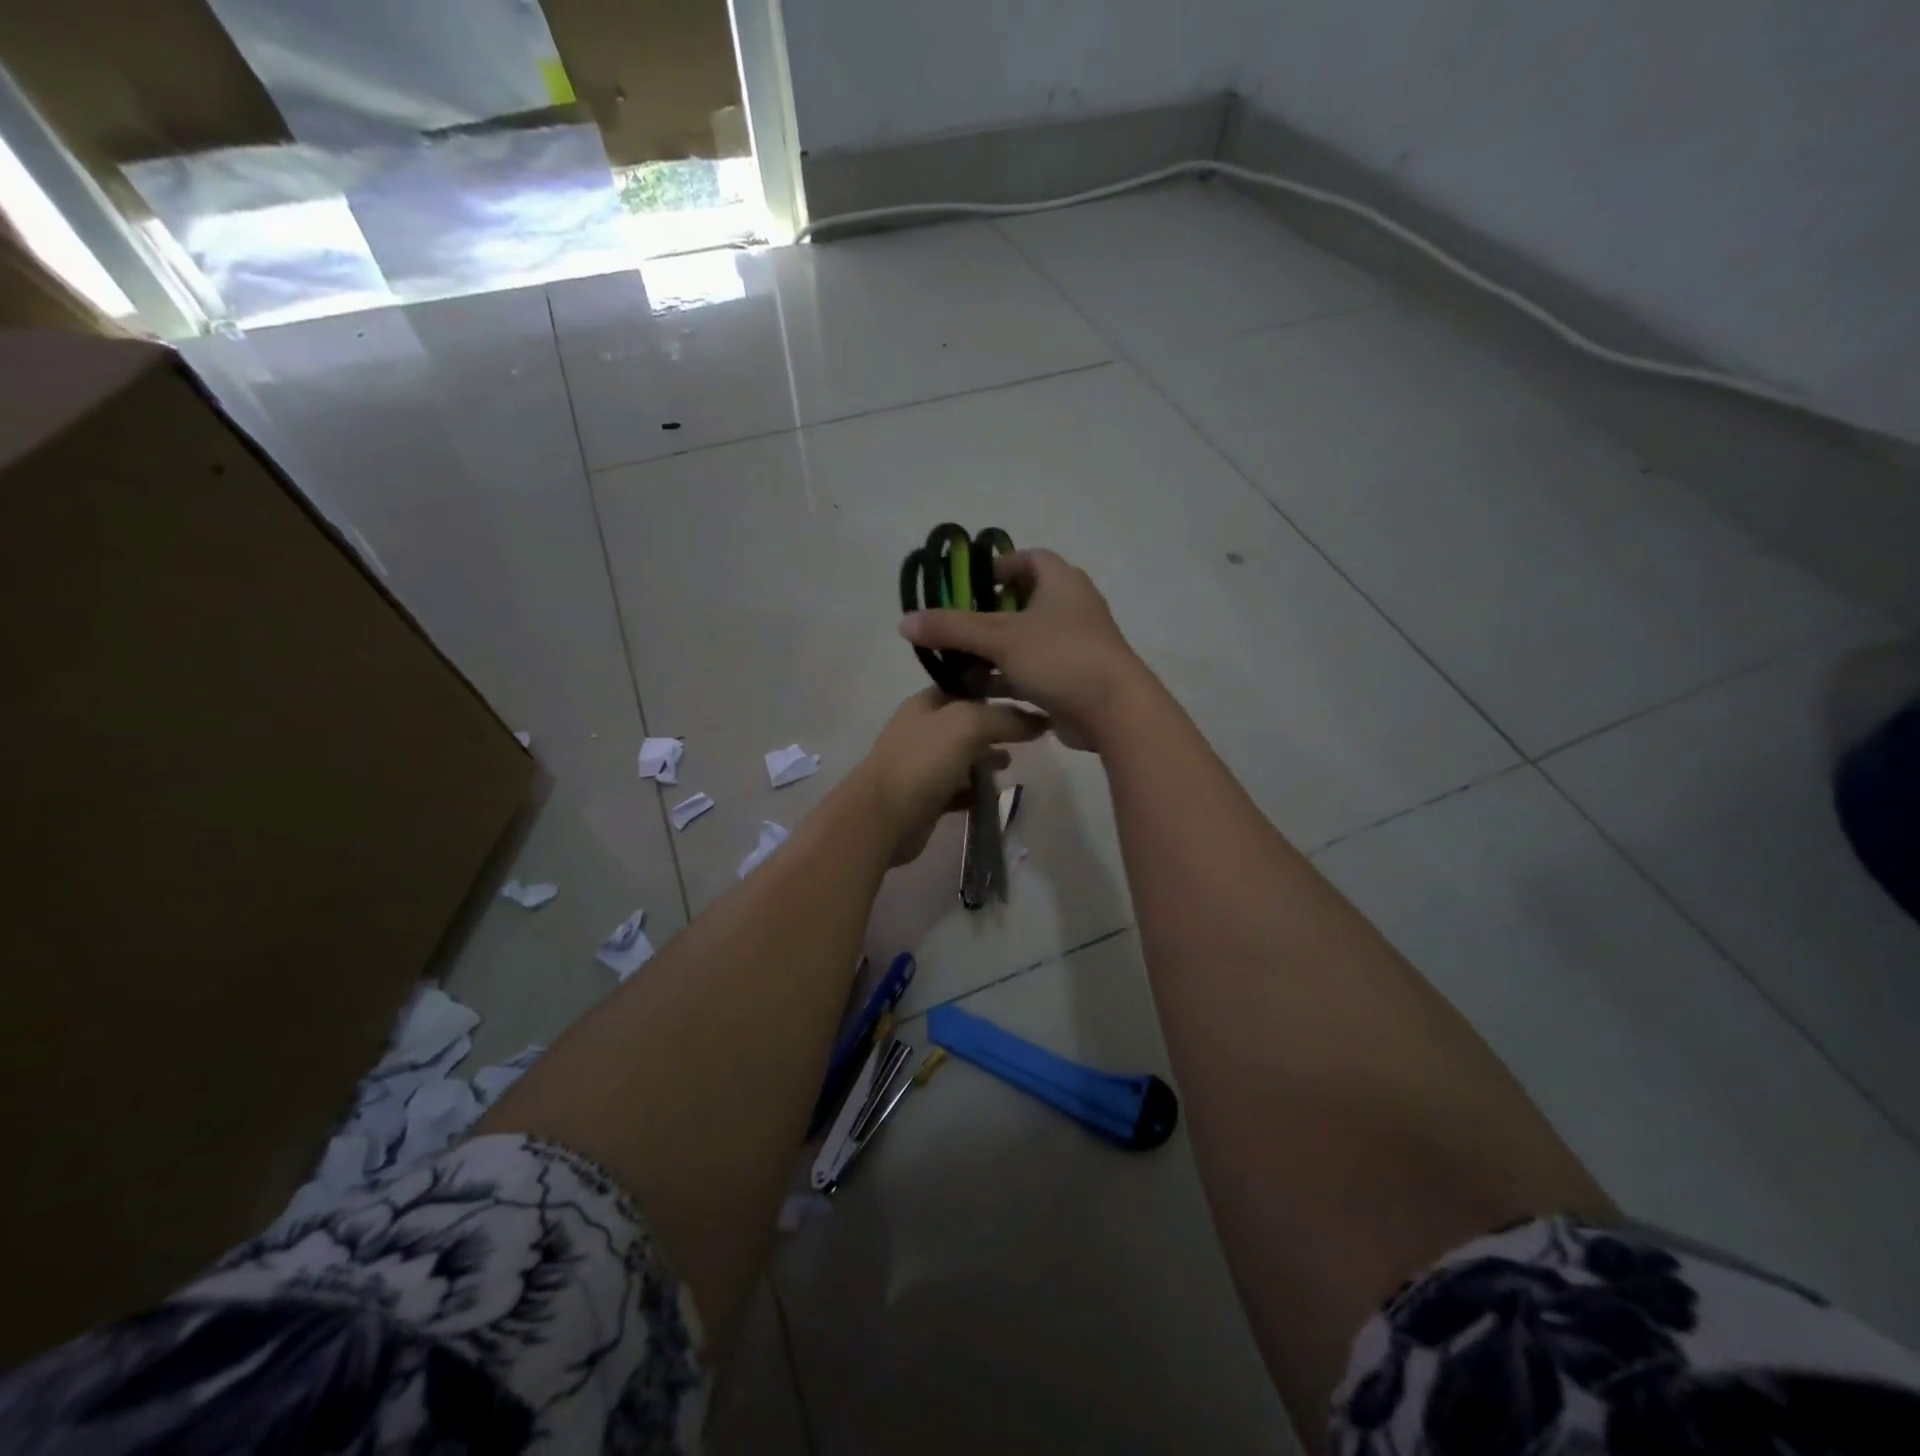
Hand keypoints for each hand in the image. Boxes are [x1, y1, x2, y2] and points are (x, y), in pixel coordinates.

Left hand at [853, 688, 1048, 864]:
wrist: (882, 818)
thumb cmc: (922, 762)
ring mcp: (922, 765)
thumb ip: (1004, 718)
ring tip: (1012, 764)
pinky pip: (958, 789)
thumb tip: (1039, 720)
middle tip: (1027, 735)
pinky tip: (994, 795)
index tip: (1028, 698)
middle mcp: (922, 730)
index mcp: (926, 704)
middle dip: (995, 728)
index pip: (966, 687)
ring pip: (963, 757)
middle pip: (967, 723)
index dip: (996, 690)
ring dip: (987, 759)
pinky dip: (976, 791)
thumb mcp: (967, 726)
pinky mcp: (926, 798)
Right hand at [900, 548, 1150, 749]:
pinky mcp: (1071, 679)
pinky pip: (1032, 672)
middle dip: (986, 616)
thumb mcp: (1000, 638)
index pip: (1028, 559)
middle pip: (1022, 603)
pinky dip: (1006, 678)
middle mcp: (1071, 609)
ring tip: (955, 664)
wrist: (1113, 712)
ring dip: (992, 652)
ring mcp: (1073, 646)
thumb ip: (951, 628)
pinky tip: (976, 693)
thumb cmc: (1060, 657)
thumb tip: (903, 622)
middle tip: (954, 627)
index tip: (968, 585)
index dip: (998, 567)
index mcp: (1061, 583)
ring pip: (1024, 642)